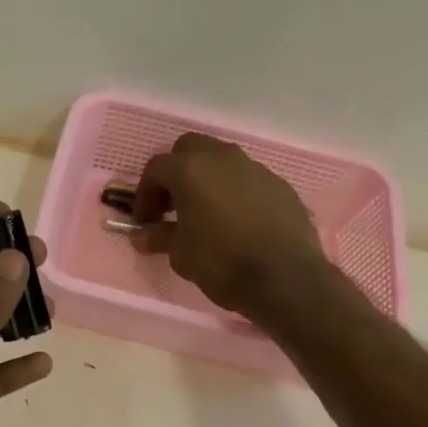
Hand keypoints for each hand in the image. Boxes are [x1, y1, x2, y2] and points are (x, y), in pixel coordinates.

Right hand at [133, 134, 327, 317]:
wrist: (285, 278)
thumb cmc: (222, 263)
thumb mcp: (181, 255)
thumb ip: (160, 237)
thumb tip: (142, 236)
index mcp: (191, 169)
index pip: (156, 169)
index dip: (145, 195)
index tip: (145, 222)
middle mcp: (223, 158)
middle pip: (190, 149)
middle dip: (176, 173)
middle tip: (173, 206)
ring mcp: (255, 168)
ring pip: (222, 161)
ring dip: (208, 180)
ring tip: (205, 214)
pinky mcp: (280, 185)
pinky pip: (248, 180)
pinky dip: (235, 193)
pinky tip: (237, 223)